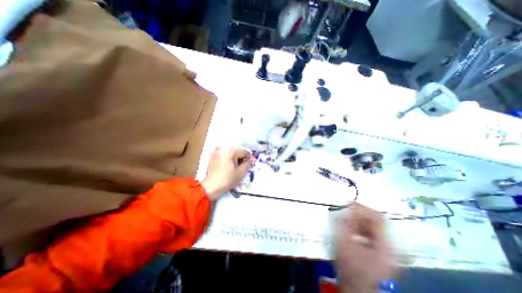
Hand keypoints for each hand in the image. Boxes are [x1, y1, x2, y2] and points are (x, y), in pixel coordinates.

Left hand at [200, 147, 253, 199]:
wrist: (211, 187)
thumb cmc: (227, 180)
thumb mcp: (240, 173)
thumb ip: (247, 163)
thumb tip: (252, 158)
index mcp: (231, 152)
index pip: (244, 151)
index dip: (249, 157)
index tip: (251, 163)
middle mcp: (223, 149)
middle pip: (237, 149)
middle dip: (242, 155)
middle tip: (244, 164)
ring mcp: (216, 151)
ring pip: (229, 149)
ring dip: (234, 154)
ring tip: (236, 163)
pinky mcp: (212, 155)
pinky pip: (219, 149)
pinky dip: (223, 151)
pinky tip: (226, 156)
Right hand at [337, 204, 393, 292]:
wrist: (356, 286)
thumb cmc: (350, 265)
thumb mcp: (345, 241)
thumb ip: (347, 223)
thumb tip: (349, 207)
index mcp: (384, 246)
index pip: (378, 218)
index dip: (364, 208)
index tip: (350, 203)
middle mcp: (391, 247)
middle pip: (378, 222)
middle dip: (361, 214)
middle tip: (348, 210)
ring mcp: (389, 251)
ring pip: (376, 228)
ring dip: (362, 221)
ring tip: (349, 219)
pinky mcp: (384, 252)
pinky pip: (375, 234)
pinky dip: (364, 228)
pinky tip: (354, 229)